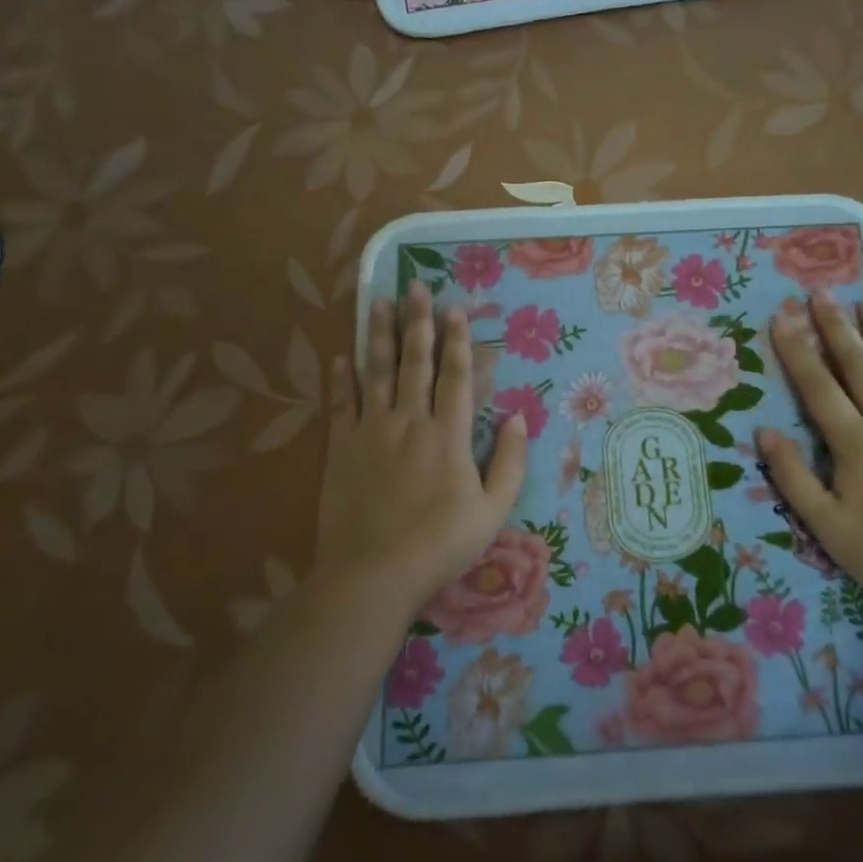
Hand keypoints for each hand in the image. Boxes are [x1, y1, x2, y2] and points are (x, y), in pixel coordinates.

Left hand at [311, 282, 526, 621]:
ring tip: (380, 303)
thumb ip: (511, 462)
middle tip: (415, 287)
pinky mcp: (341, 448)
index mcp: (449, 435)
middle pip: (414, 362)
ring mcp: (370, 432)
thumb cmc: (441, 544)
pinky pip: (341, 404)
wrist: (373, 575)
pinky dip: (341, 378)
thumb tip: (521, 417)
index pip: (455, 376)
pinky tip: (341, 355)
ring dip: (380, 335)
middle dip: (418, 322)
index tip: (456, 309)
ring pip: (376, 373)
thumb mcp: (493, 510)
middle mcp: (409, 422)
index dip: (458, 340)